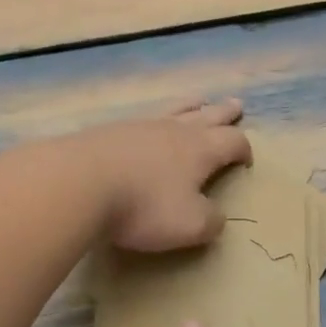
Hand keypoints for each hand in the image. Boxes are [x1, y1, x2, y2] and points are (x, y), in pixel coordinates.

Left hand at [69, 99, 252, 252]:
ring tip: (199, 101)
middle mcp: (174, 130)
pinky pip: (142, 118)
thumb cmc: (143, 206)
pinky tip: (148, 125)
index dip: (244, 149)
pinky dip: (154, 119)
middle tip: (235, 105)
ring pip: (174, 109)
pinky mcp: (109, 131)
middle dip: (224, 114)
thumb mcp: (189, 225)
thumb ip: (211, 221)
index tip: (246, 161)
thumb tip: (216, 216)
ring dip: (191, 106)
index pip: (233, 142)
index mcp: (201, 150)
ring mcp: (140, 126)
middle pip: (207, 116)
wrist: (79, 183)